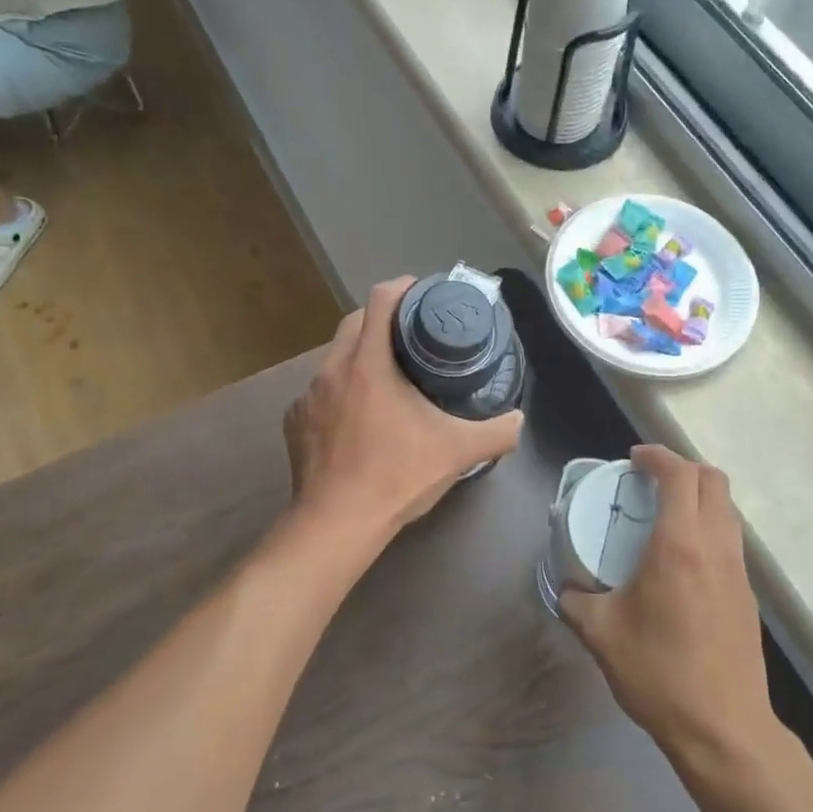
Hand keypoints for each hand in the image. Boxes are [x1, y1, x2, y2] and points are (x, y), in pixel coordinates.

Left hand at [283, 278, 523, 541]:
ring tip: (386, 377)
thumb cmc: (396, 477)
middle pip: (354, 322)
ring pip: (334, 358)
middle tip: (411, 335)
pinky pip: (319, 393)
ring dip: (359, 357)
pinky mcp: (294, 422)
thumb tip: (518, 420)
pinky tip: (355, 419)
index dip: (403, 288)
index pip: (381, 300)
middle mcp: (332, 369)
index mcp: (368, 363)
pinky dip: (339, 393)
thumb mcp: (457, 453)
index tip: (423, 293)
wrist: (336, 523)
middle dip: (382, 319)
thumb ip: (496, 432)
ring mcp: (307, 396)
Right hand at [559, 445, 773, 761]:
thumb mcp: (601, 634)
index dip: (658, 456)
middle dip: (682, 468)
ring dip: (698, 497)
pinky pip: (730, 539)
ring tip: (663, 515)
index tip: (634, 459)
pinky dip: (708, 526)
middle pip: (713, 480)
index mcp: (680, 545)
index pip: (680, 475)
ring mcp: (739, 571)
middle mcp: (716, 547)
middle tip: (649, 481)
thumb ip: (576, 602)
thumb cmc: (659, 673)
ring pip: (727, 509)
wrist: (723, 729)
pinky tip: (681, 558)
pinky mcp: (748, 595)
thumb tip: (566, 589)